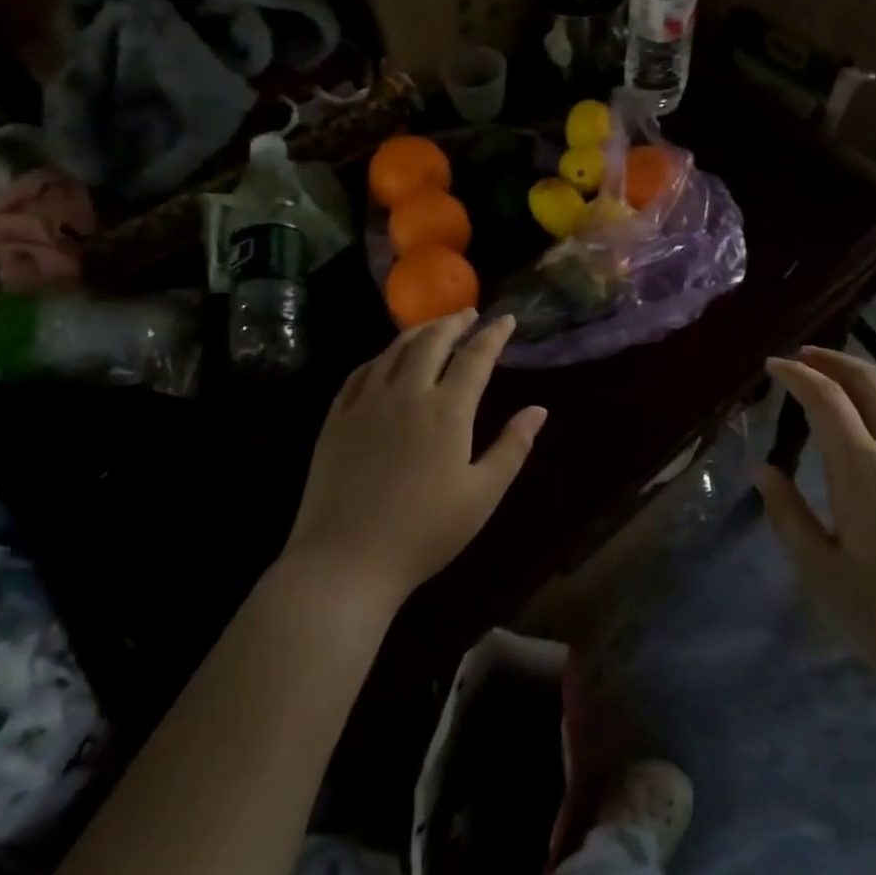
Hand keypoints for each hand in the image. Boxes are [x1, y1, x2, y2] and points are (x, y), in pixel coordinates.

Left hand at [286, 311, 546, 609]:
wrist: (346, 560)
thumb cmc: (425, 532)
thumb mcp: (482, 495)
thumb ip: (512, 448)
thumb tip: (538, 410)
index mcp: (447, 411)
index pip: (476, 358)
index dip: (494, 335)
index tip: (507, 319)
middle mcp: (406, 394)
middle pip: (431, 341)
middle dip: (454, 322)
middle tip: (468, 314)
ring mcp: (366, 403)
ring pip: (393, 351)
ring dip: (418, 331)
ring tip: (432, 326)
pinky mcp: (336, 419)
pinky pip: (359, 373)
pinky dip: (379, 357)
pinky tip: (384, 360)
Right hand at [757, 348, 875, 713]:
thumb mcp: (821, 573)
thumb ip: (788, 514)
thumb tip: (763, 470)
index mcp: (864, 471)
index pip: (826, 399)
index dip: (797, 375)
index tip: (773, 365)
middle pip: (869, 382)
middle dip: (834, 361)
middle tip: (804, 356)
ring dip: (869, 373)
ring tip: (842, 373)